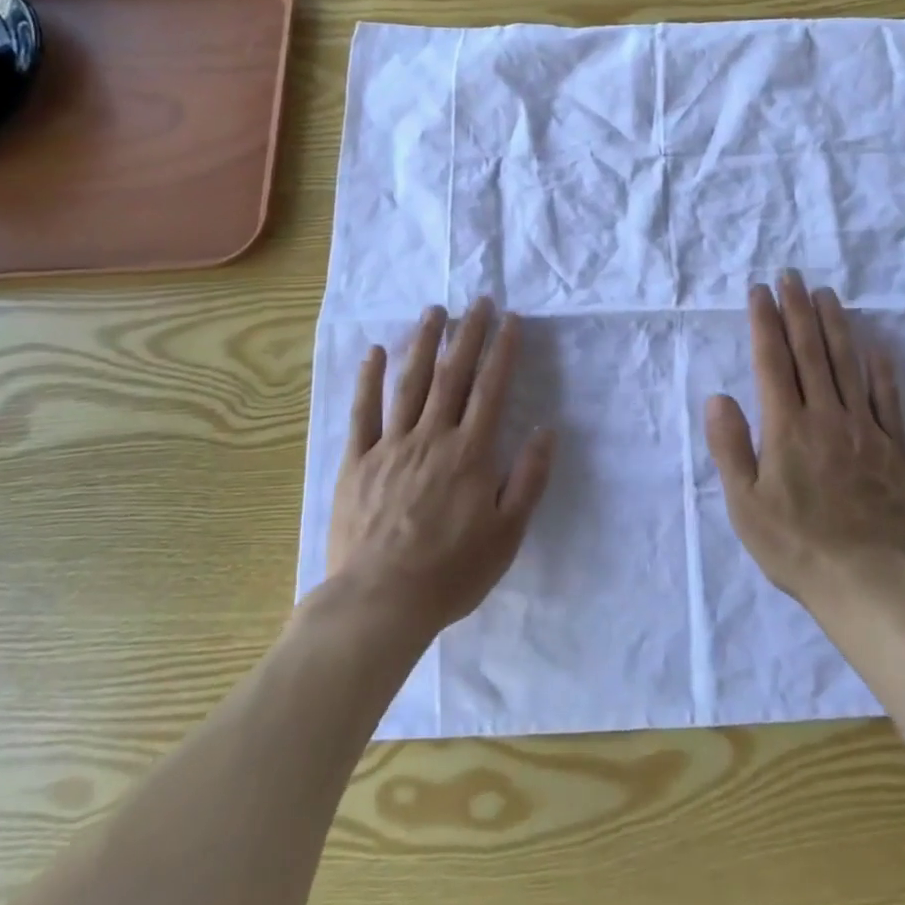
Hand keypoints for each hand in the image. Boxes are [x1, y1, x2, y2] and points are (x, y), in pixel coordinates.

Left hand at [326, 299, 554, 639]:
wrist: (380, 603)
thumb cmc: (451, 572)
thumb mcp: (507, 534)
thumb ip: (529, 479)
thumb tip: (547, 430)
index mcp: (470, 453)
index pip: (491, 389)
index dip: (503, 350)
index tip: (511, 319)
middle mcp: (431, 437)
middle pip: (453, 375)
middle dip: (468, 335)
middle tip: (478, 302)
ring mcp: (390, 446)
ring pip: (410, 383)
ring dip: (424, 343)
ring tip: (434, 311)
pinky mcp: (357, 462)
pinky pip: (362, 413)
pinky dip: (369, 379)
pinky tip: (376, 351)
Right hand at [705, 272, 904, 605]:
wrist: (865, 582)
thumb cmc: (794, 545)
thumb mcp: (744, 504)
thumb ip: (729, 446)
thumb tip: (718, 397)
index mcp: (787, 427)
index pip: (772, 361)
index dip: (765, 321)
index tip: (760, 291)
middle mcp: (826, 417)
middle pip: (810, 351)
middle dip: (798, 309)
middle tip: (792, 275)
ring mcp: (865, 429)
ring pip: (848, 364)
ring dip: (835, 325)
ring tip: (826, 294)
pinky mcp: (895, 448)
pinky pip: (888, 399)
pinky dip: (880, 369)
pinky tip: (876, 346)